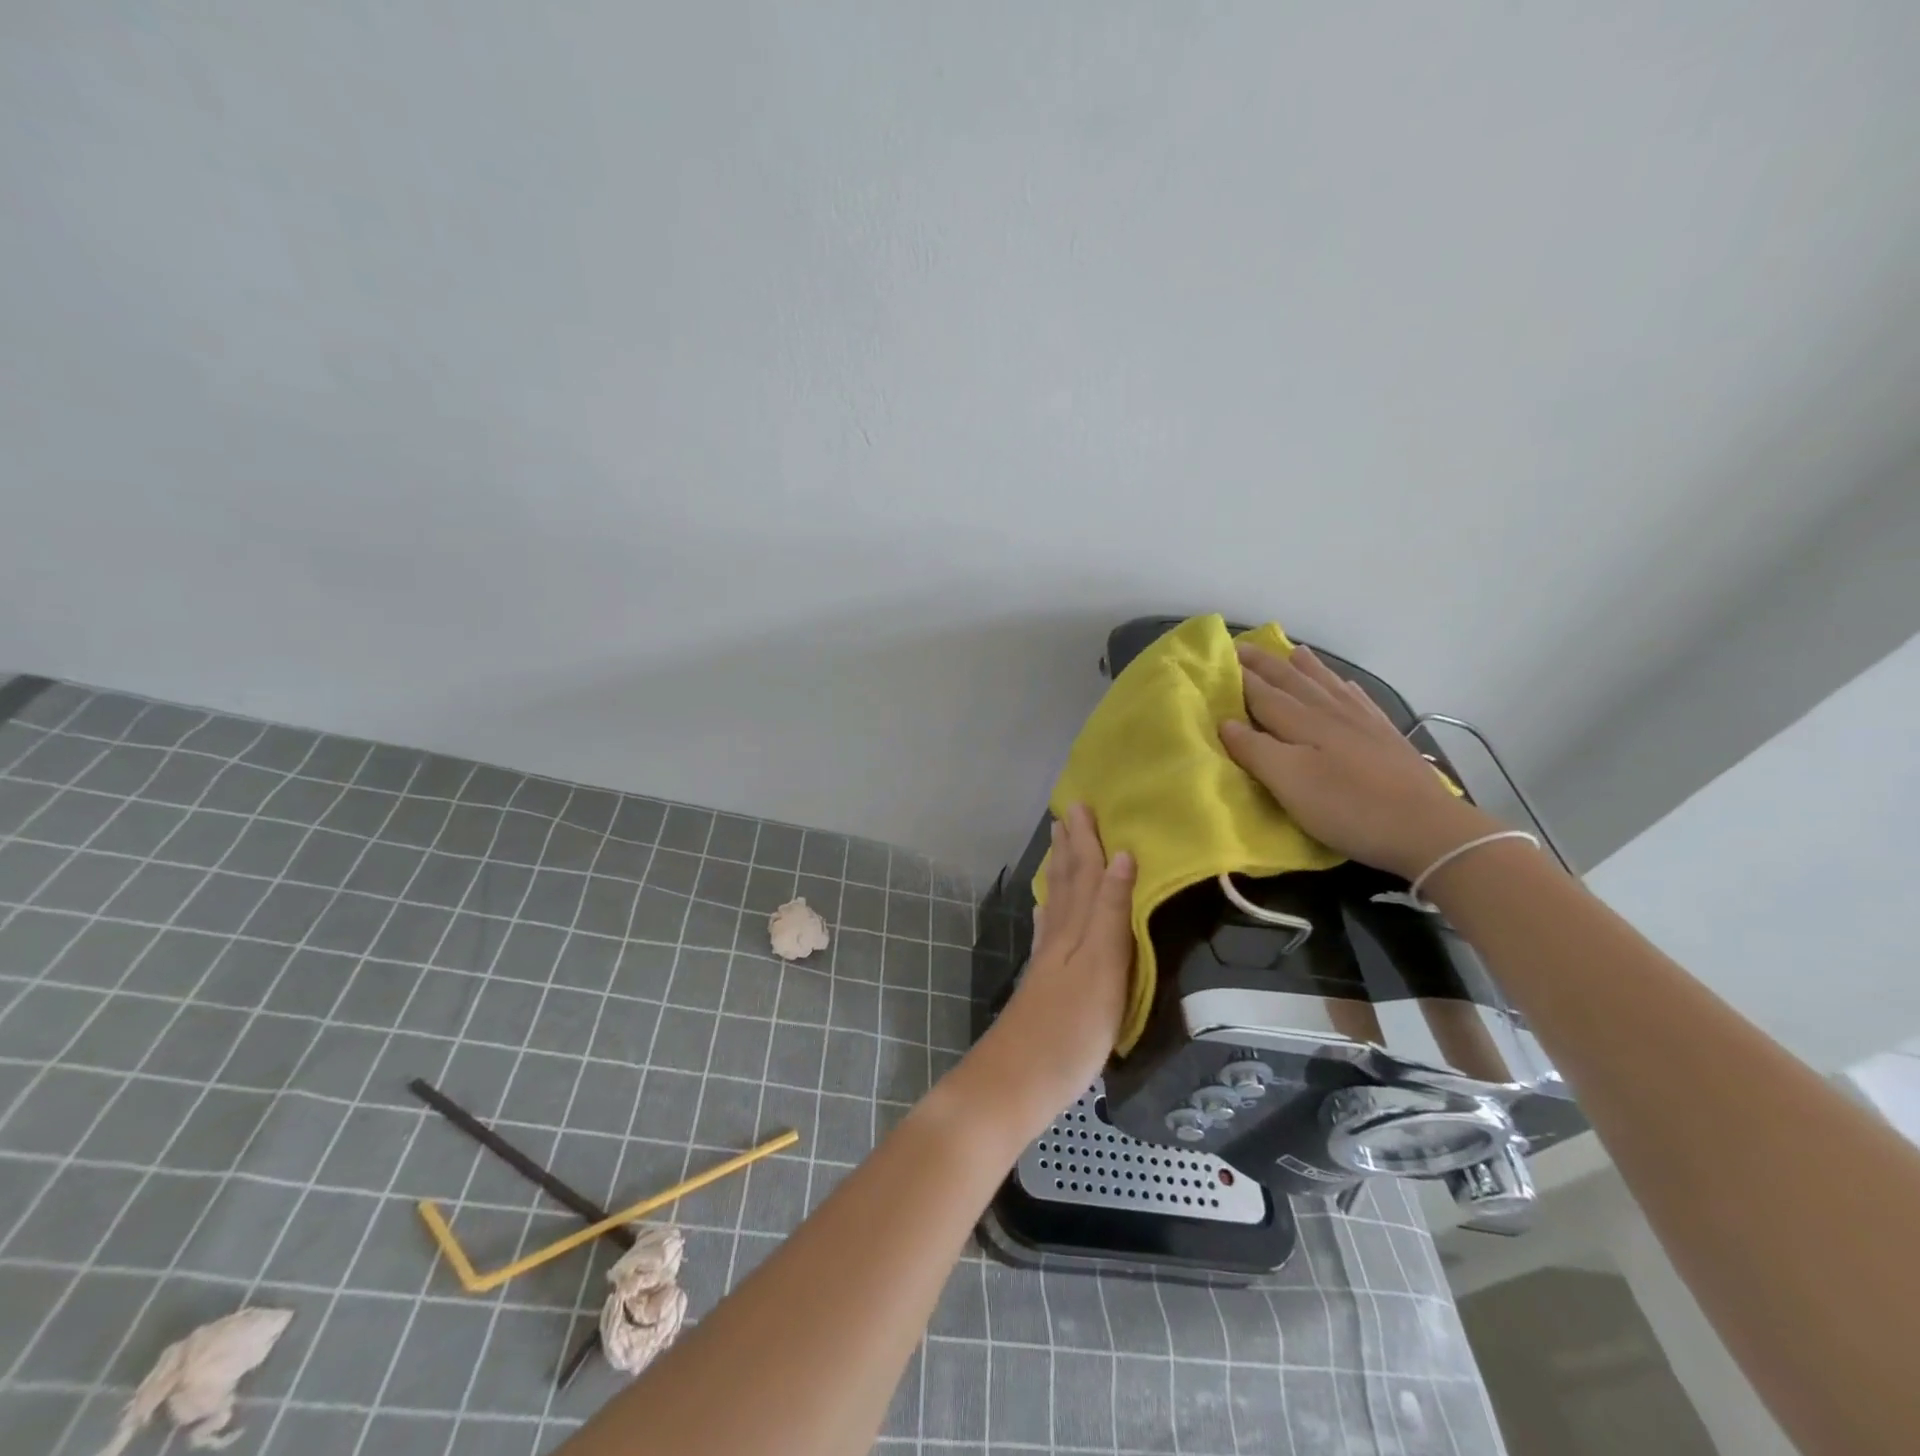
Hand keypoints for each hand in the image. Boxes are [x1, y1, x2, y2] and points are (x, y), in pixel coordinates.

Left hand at [988, 804, 1135, 1101]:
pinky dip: (1049, 910)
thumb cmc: (1071, 1029)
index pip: (1086, 875)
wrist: (1018, 1079)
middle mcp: (1060, 937)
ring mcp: (1048, 960)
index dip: (1087, 841)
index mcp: (1079, 930)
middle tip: (1067, 813)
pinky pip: (1047, 931)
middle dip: (1071, 847)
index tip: (1083, 806)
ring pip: (1056, 903)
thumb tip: (1121, 856)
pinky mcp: (1042, 983)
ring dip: (1059, 871)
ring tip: (1058, 846)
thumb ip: (1111, 912)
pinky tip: (1046, 908)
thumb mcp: (1104, 967)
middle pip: (1067, 883)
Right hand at [1220, 643, 1496, 880]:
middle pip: (1293, 682)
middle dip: (1266, 665)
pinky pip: (1358, 700)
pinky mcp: (1386, 738)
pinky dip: (1344, 687)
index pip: (1263, 694)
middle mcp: (1331, 714)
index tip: (1219, 659)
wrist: (1426, 828)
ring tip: (1293, 651)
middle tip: (1244, 647)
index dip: (1240, 678)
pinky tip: (1344, 684)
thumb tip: (1226, 722)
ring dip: (1305, 668)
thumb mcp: (1290, 783)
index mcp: (1303, 724)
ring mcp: (1363, 723)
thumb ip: (1255, 750)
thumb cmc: (1347, 807)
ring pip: (1327, 685)